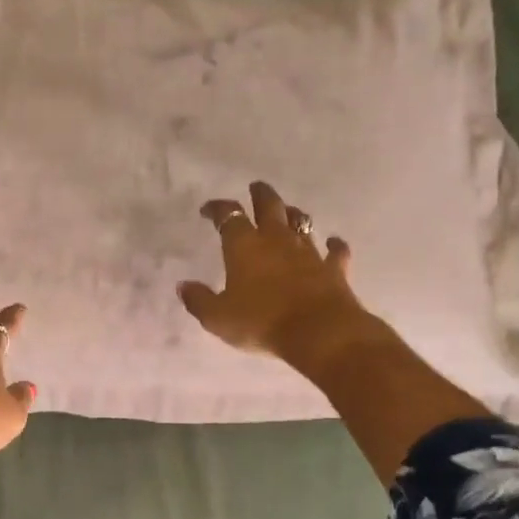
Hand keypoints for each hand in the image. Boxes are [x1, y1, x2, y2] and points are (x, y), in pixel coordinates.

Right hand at [178, 180, 378, 375]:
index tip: (209, 209)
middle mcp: (276, 240)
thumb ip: (199, 300)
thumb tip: (183, 286)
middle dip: (261, 195)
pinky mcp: (333, 269)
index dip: (218, 209)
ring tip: (288, 211)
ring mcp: (308, 252)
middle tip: (256, 187)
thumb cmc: (261, 322)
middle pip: (269, 206)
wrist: (318, 331)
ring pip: (301, 223)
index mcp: (244, 246)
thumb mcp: (218, 317)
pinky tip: (333, 242)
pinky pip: (335, 251)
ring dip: (293, 215)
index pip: (229, 216)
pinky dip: (333, 245)